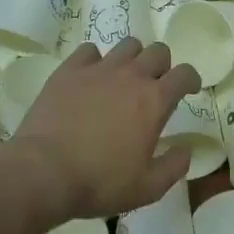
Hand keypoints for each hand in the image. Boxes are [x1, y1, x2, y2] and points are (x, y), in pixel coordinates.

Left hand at [8, 38, 197, 217]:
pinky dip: (95, 60)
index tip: (188, 89)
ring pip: (127, 45)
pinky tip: (90, 77)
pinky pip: (89, 50)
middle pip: (158, 51)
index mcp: (155, 100)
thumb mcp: (146, 188)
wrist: (42, 172)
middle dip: (163, 65)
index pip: (184, 74)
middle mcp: (132, 75)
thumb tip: (187, 149)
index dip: (191, 79)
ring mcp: (100, 69)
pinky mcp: (70, 70)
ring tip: (123, 78)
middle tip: (154, 86)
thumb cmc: (99, 182)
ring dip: (133, 58)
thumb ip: (174, 167)